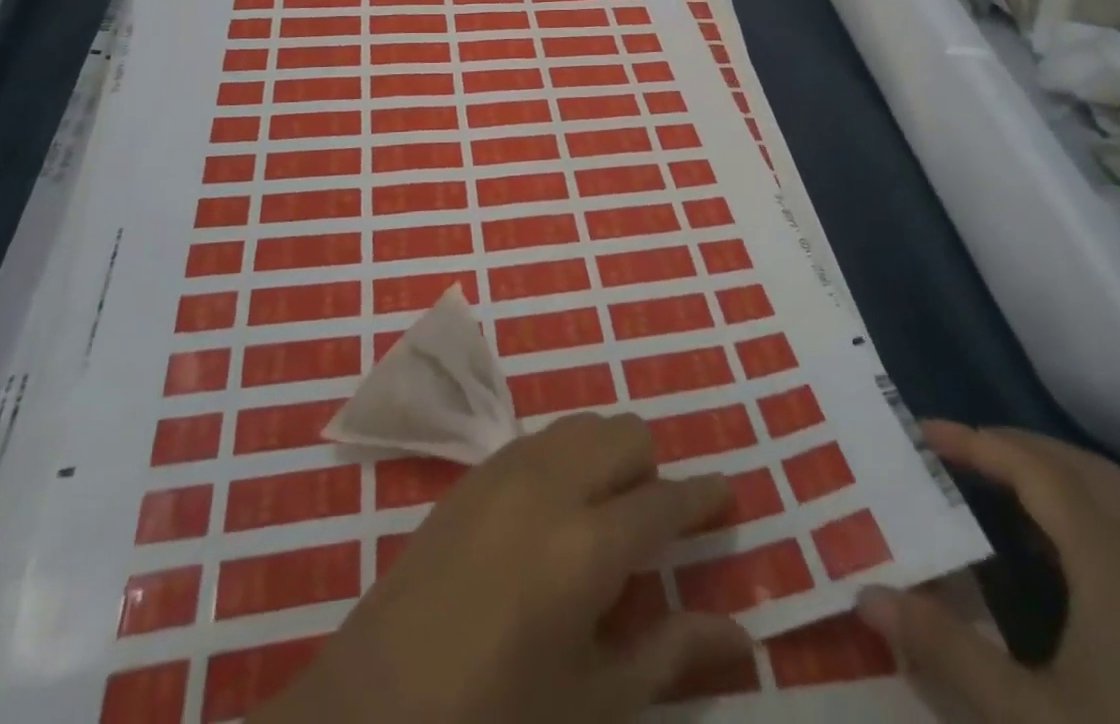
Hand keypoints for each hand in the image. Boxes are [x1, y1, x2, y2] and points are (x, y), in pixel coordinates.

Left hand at [253, 412, 752, 723]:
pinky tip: (554, 510)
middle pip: (626, 434)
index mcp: (588, 544)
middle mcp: (552, 483)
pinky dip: (567, 456)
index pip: (666, 499)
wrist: (376, 705)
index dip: (704, 496)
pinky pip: (542, 437)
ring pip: (583, 424)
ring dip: (608, 455)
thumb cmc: (497, 717)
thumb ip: (671, 655)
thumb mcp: (593, 703)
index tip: (727, 495)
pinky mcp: (475, 470)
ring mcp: (507, 467)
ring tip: (604, 514)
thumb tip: (744, 636)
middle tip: (653, 525)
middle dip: (652, 469)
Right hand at [858, 422, 1119, 723]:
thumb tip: (865, 595)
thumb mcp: (1032, 718)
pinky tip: (1058, 556)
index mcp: (1113, 563)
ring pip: (1116, 498)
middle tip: (961, 451)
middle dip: (1018, 446)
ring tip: (1000, 488)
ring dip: (1055, 475)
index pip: (1036, 469)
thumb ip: (947, 649)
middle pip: (1082, 468)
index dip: (977, 442)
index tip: (923, 434)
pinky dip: (1085, 512)